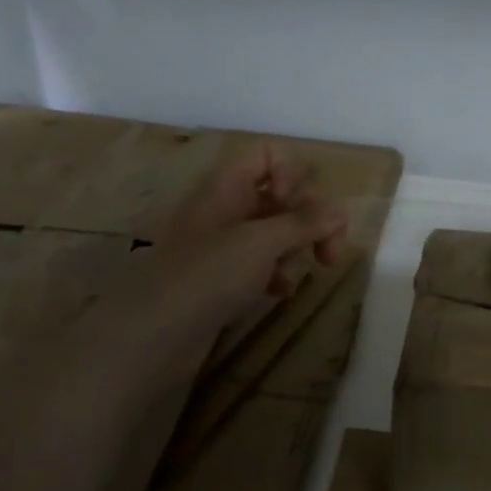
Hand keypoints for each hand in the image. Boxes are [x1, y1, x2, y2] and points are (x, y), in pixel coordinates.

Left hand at [134, 139, 348, 343]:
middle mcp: (227, 207)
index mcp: (227, 186)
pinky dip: (278, 272)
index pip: (266, 154)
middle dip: (310, 216)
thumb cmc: (206, 276)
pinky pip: (264, 262)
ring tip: (304, 271)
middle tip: (328, 249)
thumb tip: (339, 212)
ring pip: (276, 229)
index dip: (290, 172)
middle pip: (281, 192)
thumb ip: (304, 223)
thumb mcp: (261, 243)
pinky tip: (280, 292)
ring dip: (298, 246)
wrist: (151, 337)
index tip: (297, 205)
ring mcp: (225, 244)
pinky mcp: (225, 278)